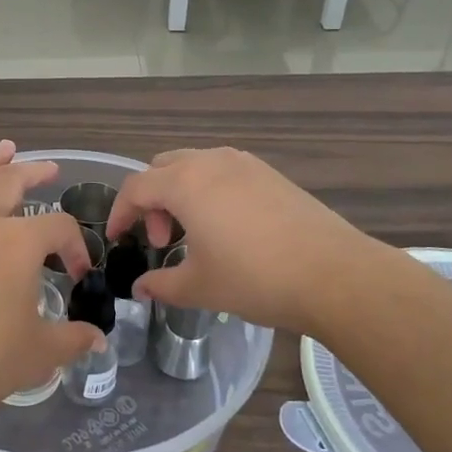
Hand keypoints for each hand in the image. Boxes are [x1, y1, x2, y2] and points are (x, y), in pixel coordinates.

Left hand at [0, 141, 104, 422]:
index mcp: (18, 243)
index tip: (77, 274)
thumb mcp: (40, 352)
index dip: (75, 247)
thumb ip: (73, 339)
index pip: (58, 228)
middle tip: (49, 168)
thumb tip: (98, 341)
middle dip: (34, 172)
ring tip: (3, 150)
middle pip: (10, 183)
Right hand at [106, 147, 390, 333]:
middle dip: (151, 201)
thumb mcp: (200, 287)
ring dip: (180, 193)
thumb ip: (162, 285)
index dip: (119, 213)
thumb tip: (141, 289)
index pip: (135, 188)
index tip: (116, 238)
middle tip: (161, 240)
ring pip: (194, 166)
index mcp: (185, 183)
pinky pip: (223, 171)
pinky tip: (227, 227)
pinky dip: (209, 191)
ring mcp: (244, 164)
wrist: (334, 275)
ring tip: (193, 234)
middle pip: (162, 169)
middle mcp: (210, 162)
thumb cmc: (255, 278)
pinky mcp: (270, 174)